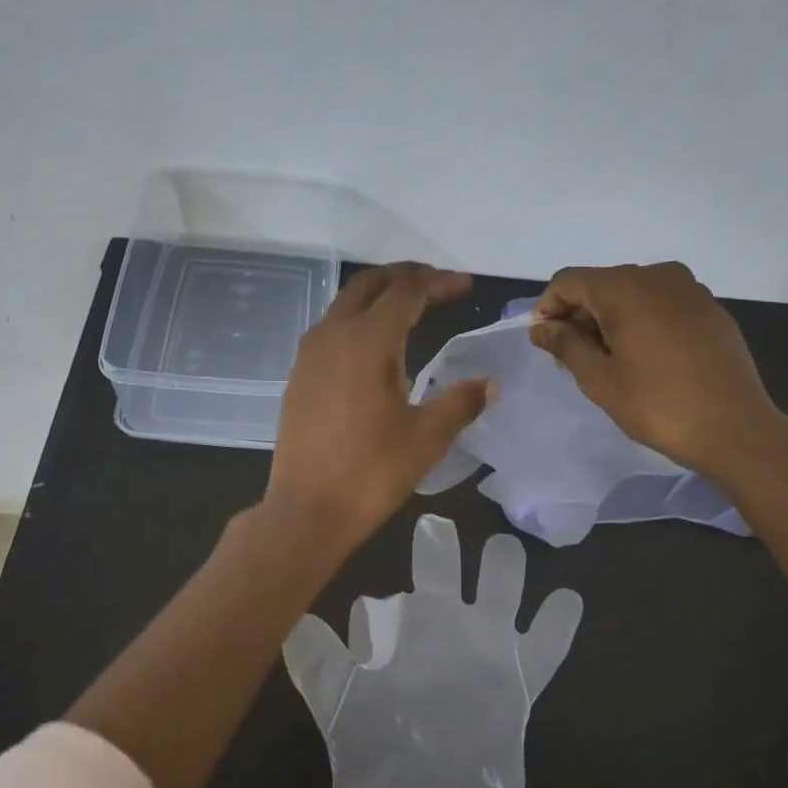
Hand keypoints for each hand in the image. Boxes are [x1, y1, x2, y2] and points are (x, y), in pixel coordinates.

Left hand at [266, 263, 490, 556]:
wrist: (306, 510)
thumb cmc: (371, 473)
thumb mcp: (427, 438)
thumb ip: (460, 402)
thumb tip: (488, 384)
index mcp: (367, 341)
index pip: (407, 291)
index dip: (439, 282)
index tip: (466, 285)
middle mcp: (333, 334)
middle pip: (370, 285)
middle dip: (407, 277)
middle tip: (439, 286)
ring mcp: (310, 354)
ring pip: (346, 303)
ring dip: (380, 296)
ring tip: (411, 308)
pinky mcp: (299, 376)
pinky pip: (331, 328)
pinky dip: (359, 320)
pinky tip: (375, 346)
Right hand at [529, 262, 787, 478]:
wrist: (734, 428)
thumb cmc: (656, 404)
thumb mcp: (598, 377)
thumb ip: (565, 344)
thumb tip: (540, 326)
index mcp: (625, 288)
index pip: (569, 281)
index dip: (548, 307)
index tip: (544, 341)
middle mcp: (658, 276)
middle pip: (602, 284)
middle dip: (579, 315)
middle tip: (571, 357)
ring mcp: (690, 290)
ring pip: (633, 293)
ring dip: (610, 319)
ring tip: (608, 360)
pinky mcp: (710, 308)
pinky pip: (662, 304)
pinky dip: (642, 321)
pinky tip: (645, 358)